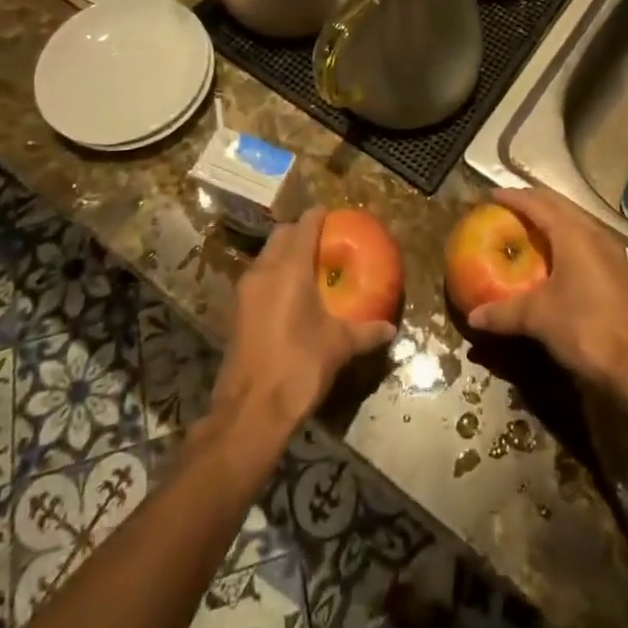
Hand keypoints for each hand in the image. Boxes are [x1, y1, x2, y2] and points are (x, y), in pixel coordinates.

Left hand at [212, 208, 397, 433]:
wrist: (250, 411)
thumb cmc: (299, 367)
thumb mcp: (339, 347)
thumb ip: (366, 332)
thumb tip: (391, 328)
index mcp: (290, 268)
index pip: (304, 225)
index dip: (319, 216)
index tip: (333, 215)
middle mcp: (264, 270)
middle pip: (282, 235)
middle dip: (301, 231)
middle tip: (324, 241)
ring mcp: (245, 290)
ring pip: (266, 255)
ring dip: (284, 253)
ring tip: (309, 267)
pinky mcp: (236, 311)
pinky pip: (258, 277)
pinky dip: (273, 275)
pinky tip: (290, 296)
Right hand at [464, 188, 627, 390]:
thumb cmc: (585, 328)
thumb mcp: (538, 317)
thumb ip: (503, 312)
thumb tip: (473, 317)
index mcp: (573, 233)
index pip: (537, 203)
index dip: (512, 196)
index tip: (489, 195)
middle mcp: (594, 233)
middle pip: (558, 205)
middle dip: (532, 202)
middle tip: (506, 207)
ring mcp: (611, 252)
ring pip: (575, 221)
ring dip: (551, 218)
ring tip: (528, 227)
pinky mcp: (618, 271)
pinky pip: (586, 239)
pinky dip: (565, 238)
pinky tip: (555, 257)